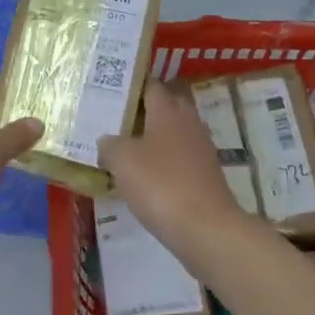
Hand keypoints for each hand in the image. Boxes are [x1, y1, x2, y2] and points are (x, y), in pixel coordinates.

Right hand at [97, 81, 248, 257]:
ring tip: (128, 148)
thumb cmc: (160, 184)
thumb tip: (107, 140)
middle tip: (118, 119)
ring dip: (155, 138)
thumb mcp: (122, 160)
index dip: (133, 85)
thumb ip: (110, 144)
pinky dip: (165, 162)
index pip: (152, 86)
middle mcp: (188, 123)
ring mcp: (201, 150)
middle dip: (146, 110)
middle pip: (167, 106)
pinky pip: (181, 159)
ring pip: (175, 133)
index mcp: (168, 111)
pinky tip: (147, 176)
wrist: (206, 228)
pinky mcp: (206, 176)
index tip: (112, 90)